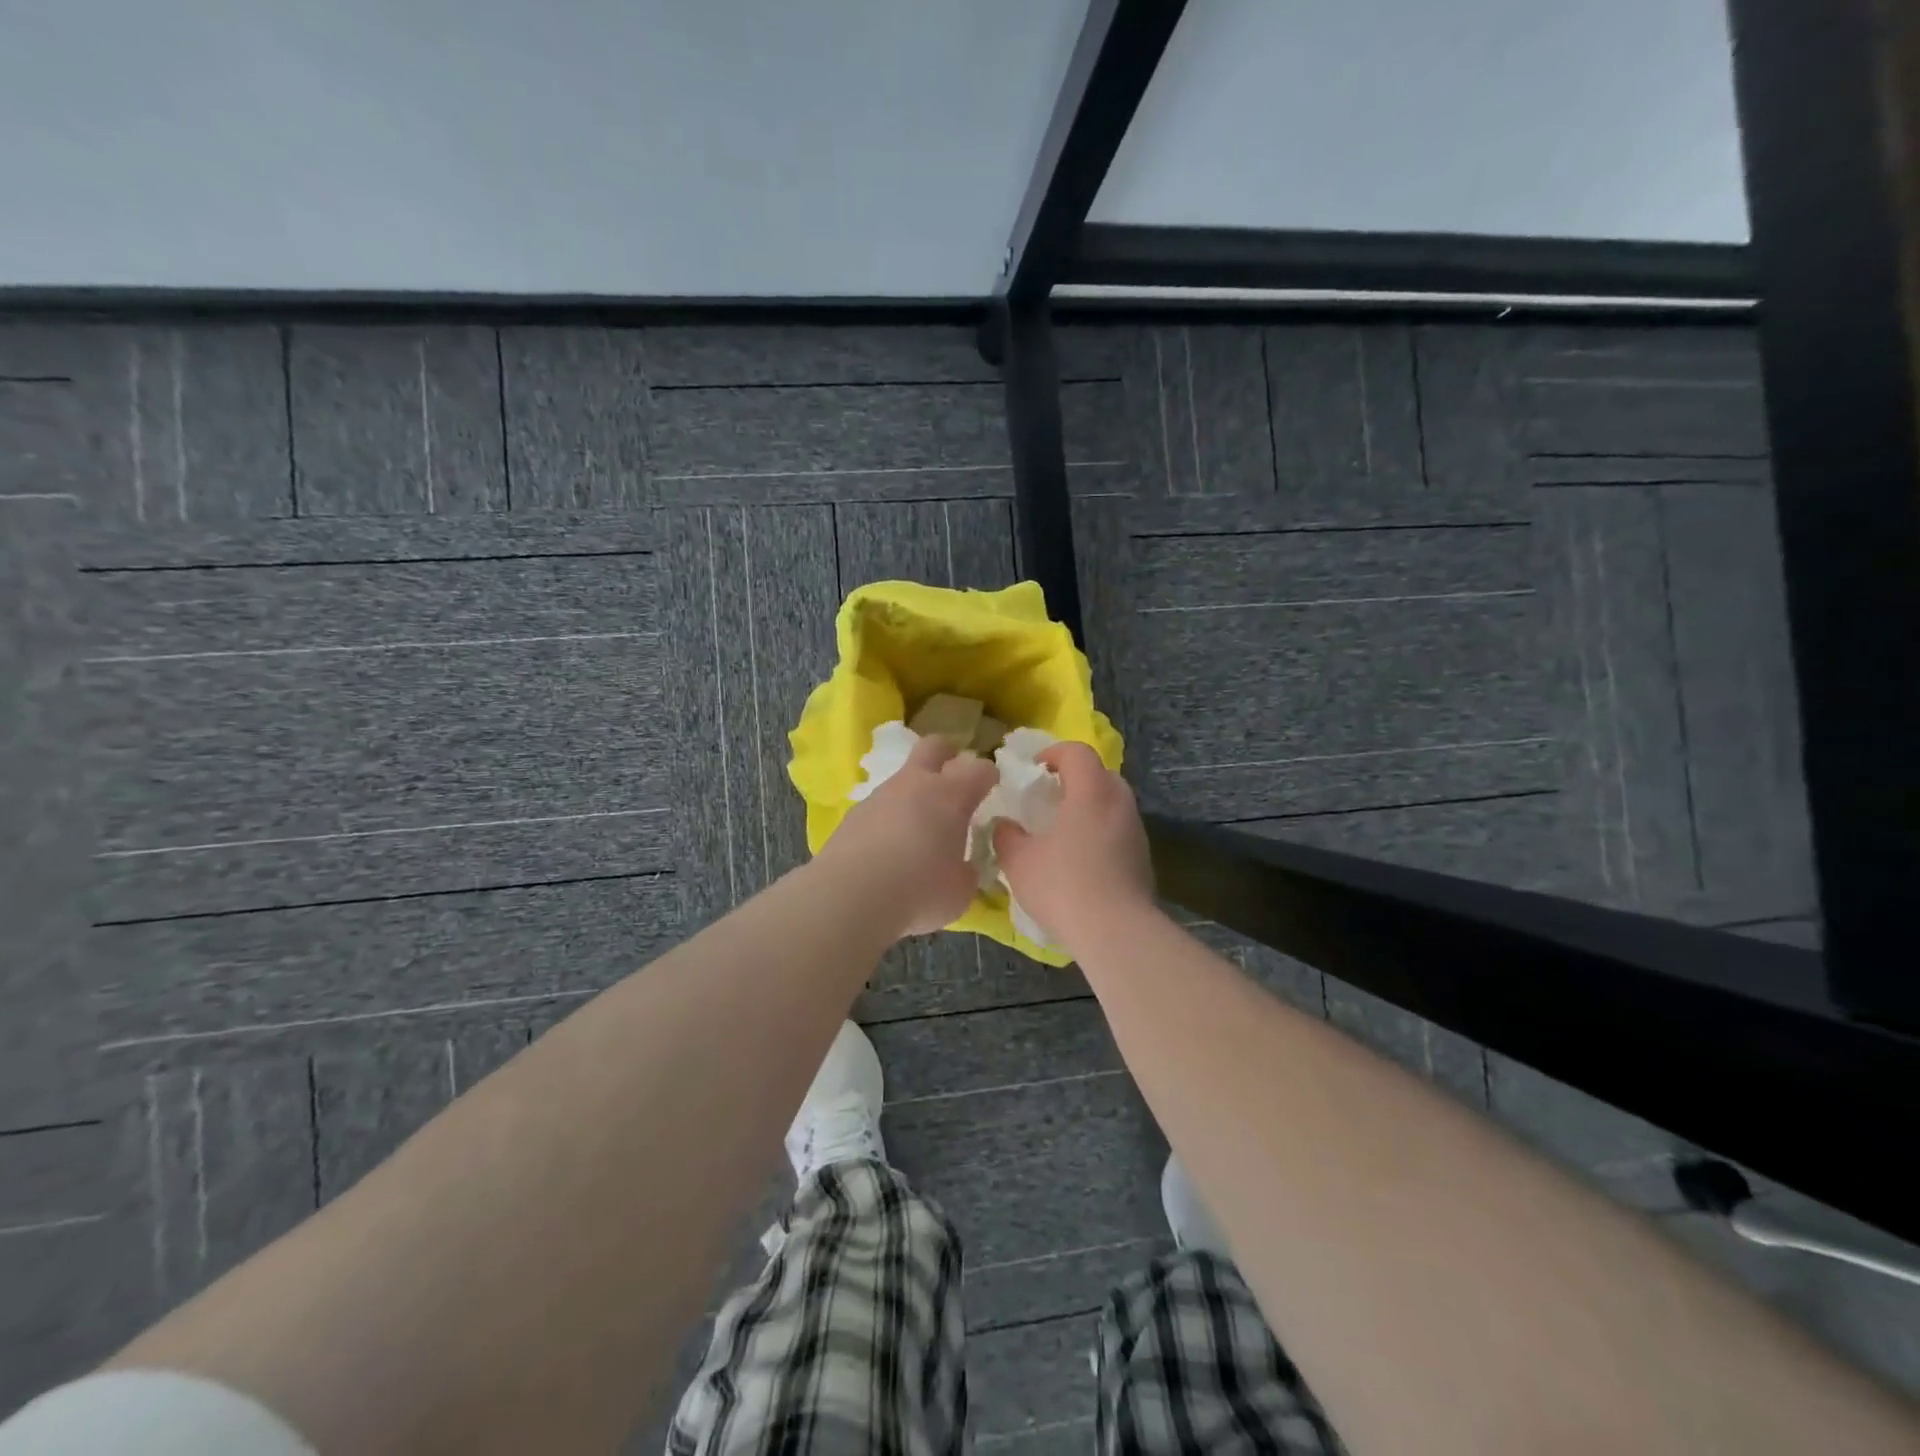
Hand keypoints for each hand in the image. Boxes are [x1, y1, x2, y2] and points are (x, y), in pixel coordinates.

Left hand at [815, 734, 998, 937]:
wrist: (851, 895)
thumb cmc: (919, 890)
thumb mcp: (959, 891)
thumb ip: (966, 873)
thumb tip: (963, 868)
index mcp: (952, 795)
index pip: (980, 769)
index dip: (988, 776)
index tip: (992, 789)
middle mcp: (916, 784)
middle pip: (934, 746)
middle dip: (948, 755)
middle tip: (954, 776)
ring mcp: (881, 795)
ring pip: (903, 778)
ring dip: (914, 793)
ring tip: (918, 827)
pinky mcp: (854, 814)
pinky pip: (880, 806)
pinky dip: (889, 818)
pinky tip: (888, 847)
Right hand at [994, 742, 1153, 949]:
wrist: (1116, 932)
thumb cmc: (1063, 885)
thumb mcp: (1019, 861)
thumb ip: (1006, 836)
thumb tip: (1004, 825)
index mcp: (1091, 792)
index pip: (1077, 752)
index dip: (1054, 753)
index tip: (1034, 769)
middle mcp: (1119, 803)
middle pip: (1100, 774)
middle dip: (1075, 779)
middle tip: (1050, 798)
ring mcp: (1136, 831)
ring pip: (1112, 804)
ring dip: (1089, 808)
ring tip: (1063, 831)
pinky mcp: (1143, 858)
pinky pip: (1119, 831)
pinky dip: (1100, 833)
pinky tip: (1081, 860)